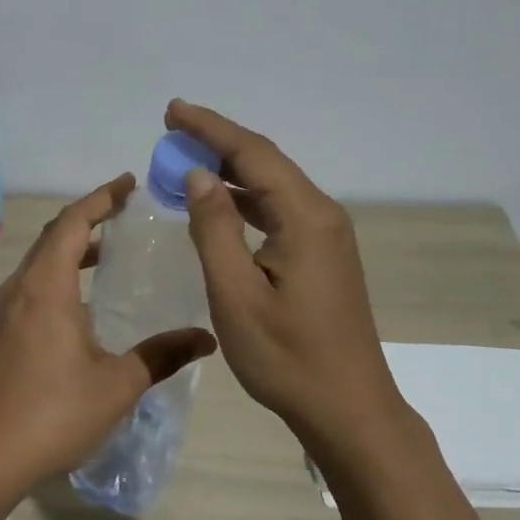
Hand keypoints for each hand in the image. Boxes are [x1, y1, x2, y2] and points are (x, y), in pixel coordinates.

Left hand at [0, 174, 216, 501]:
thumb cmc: (54, 414)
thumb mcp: (118, 384)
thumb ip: (162, 354)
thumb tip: (206, 337)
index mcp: (47, 287)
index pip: (74, 223)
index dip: (101, 198)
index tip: (129, 182)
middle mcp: (23, 288)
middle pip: (55, 235)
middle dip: (89, 216)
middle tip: (127, 210)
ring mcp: (8, 310)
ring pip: (42, 260)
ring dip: (74, 245)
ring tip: (113, 247)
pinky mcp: (4, 332)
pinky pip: (35, 283)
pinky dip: (62, 271)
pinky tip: (86, 297)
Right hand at [165, 100, 396, 436]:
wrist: (348, 408)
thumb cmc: (287, 357)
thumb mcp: (236, 295)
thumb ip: (215, 229)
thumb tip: (199, 174)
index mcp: (305, 217)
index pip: (254, 153)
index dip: (210, 128)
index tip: (172, 111)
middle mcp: (321, 215)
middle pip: (266, 162)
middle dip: (217, 142)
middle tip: (171, 131)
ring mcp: (325, 236)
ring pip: (272, 186)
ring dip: (229, 171)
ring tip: (184, 161)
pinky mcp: (322, 255)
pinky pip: (278, 210)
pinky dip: (244, 199)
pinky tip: (218, 205)